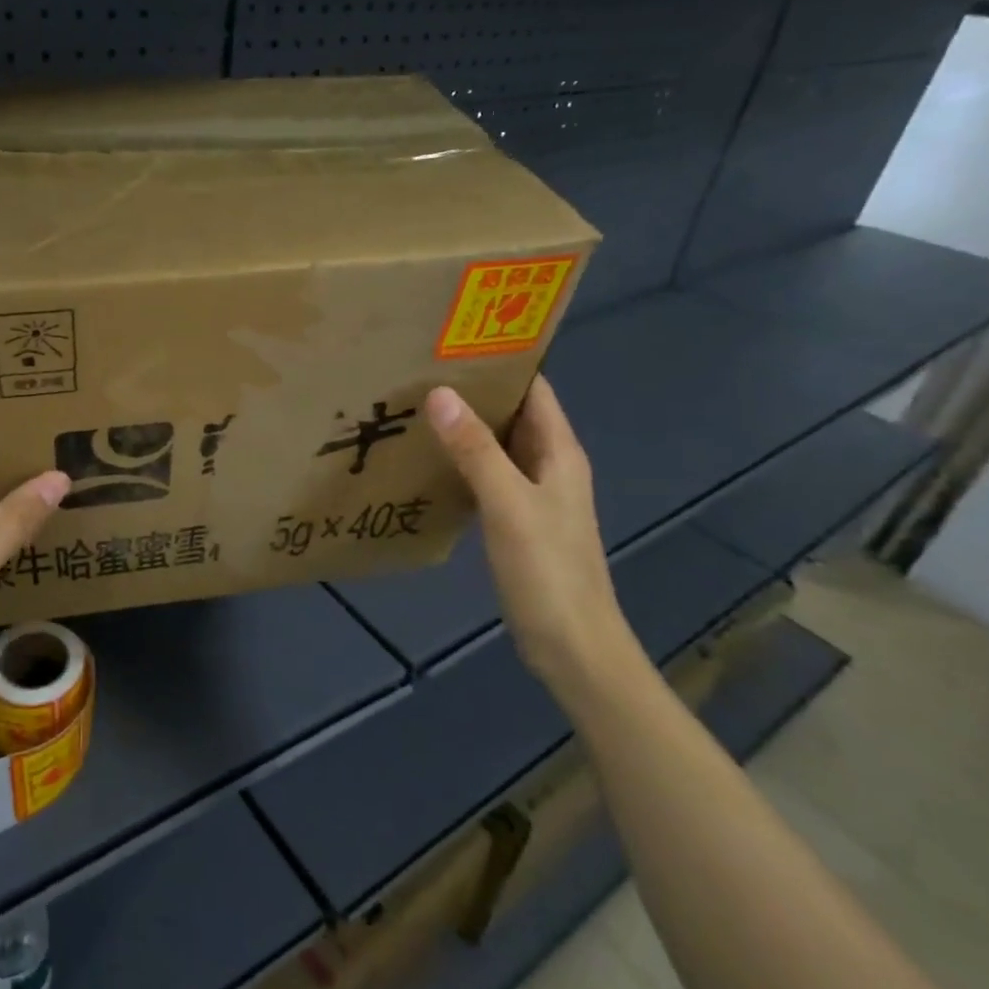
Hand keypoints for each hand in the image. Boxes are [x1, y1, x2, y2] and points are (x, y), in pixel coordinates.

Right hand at [424, 377, 641, 697]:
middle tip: (420, 370)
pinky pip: (487, 475)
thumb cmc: (548, 569)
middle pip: (513, 414)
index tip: (455, 343)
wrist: (571, 646)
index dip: (502, 362)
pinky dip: (462, 461)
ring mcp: (533, 494)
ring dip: (465, 426)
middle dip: (475, 391)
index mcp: (559, 452)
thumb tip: (439, 393)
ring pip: (497, 445)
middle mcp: (549, 465)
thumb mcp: (509, 504)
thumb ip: (475, 450)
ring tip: (416, 406)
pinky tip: (428, 460)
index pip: (535, 389)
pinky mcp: (516, 520)